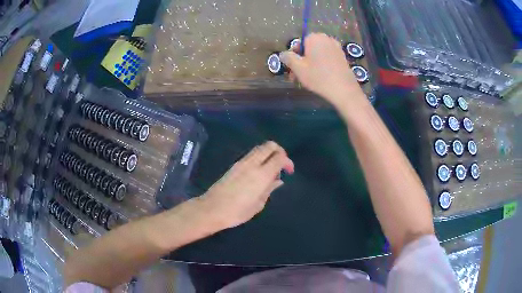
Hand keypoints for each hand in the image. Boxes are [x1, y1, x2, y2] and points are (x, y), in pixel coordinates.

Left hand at [201, 141, 293, 229]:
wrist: (212, 209)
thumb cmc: (237, 211)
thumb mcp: (258, 204)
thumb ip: (269, 189)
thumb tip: (278, 180)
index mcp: (261, 174)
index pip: (279, 157)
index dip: (288, 161)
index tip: (289, 172)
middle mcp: (252, 164)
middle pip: (269, 146)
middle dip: (279, 151)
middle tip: (282, 165)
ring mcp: (241, 162)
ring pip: (259, 148)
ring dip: (269, 153)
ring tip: (271, 170)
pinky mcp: (234, 165)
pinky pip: (251, 155)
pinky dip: (260, 157)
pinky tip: (259, 172)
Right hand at [280, 33, 364, 106]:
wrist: (344, 90)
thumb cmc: (319, 77)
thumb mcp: (298, 68)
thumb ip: (288, 58)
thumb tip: (282, 54)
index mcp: (314, 38)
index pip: (299, 43)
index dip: (294, 55)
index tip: (292, 68)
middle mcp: (326, 39)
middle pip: (309, 48)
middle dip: (302, 60)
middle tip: (297, 75)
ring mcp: (336, 47)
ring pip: (318, 54)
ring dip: (311, 64)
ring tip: (307, 79)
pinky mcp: (342, 57)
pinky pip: (327, 58)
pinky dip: (322, 65)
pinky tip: (320, 77)